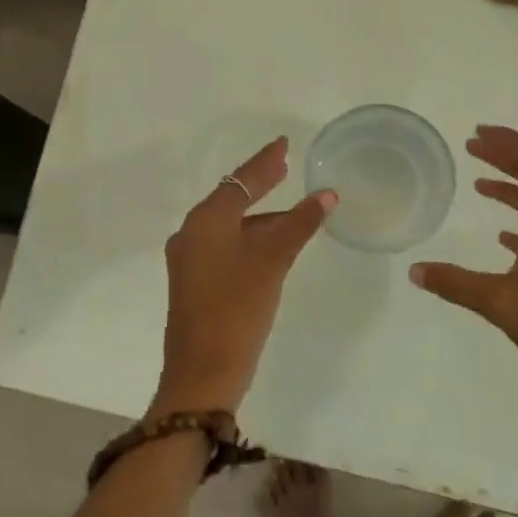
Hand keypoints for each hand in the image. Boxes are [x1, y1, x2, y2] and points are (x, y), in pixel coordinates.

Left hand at [154, 137, 335, 415]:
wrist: (202, 373)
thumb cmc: (237, 309)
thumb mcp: (272, 262)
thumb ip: (299, 224)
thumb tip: (327, 195)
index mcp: (206, 221)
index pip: (241, 179)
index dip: (265, 161)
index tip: (284, 143)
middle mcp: (192, 233)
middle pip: (232, 199)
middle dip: (260, 184)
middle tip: (286, 166)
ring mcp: (190, 260)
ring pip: (230, 226)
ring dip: (260, 216)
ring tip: (292, 210)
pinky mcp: (195, 283)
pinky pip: (226, 247)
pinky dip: (250, 239)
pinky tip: (272, 245)